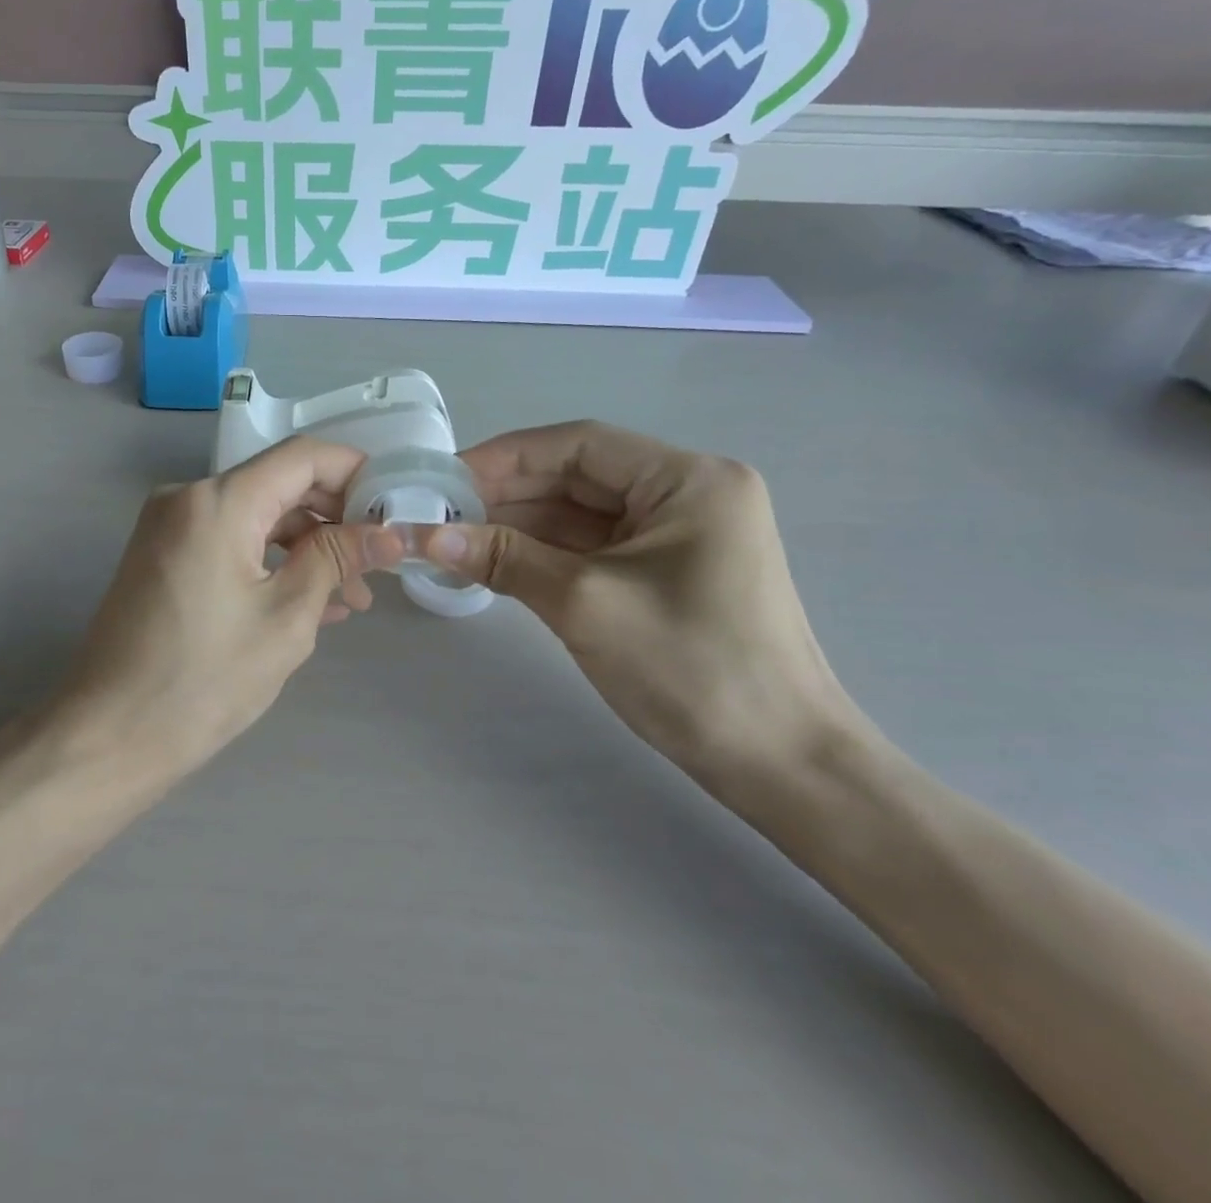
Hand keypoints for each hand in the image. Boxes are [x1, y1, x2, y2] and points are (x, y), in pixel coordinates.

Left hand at [62, 438, 405, 773]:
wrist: (109, 737)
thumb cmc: (204, 680)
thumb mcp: (287, 617)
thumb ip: (337, 559)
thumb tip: (388, 532)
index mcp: (218, 501)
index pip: (303, 456)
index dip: (356, 472)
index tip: (395, 506)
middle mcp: (188, 497)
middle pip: (280, 484)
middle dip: (335, 517)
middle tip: (380, 560)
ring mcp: (170, 526)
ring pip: (257, 515)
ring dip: (307, 546)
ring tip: (354, 595)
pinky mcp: (164, 555)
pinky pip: (230, 540)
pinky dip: (271, 561)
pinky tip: (312, 600)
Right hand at [420, 422, 866, 785]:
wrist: (782, 765)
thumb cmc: (692, 669)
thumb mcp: (586, 604)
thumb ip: (505, 558)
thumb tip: (428, 537)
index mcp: (689, 480)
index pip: (581, 445)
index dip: (507, 456)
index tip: (447, 478)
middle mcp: (689, 494)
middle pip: (581, 476)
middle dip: (509, 493)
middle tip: (442, 512)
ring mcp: (680, 536)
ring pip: (583, 514)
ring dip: (522, 525)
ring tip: (457, 538)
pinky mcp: (668, 574)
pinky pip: (595, 548)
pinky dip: (546, 553)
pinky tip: (497, 562)